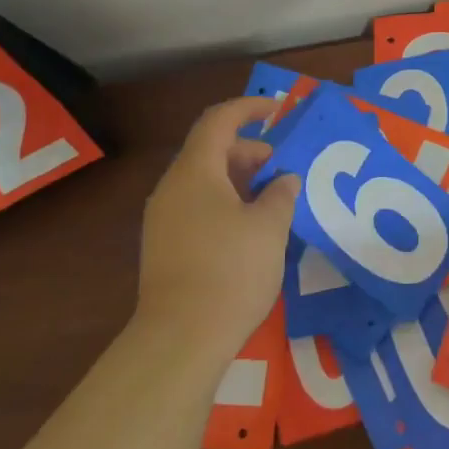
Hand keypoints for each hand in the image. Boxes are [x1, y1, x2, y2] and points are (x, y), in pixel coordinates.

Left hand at [134, 96, 299, 365]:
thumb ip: (281, 194)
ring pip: (205, 180)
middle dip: (249, 150)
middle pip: (211, 150)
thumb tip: (284, 180)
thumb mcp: (269, 227)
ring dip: (239, 179)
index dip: (249, 108)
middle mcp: (173, 188)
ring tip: (273, 200)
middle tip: (282, 168)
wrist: (180, 340)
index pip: (219, 120)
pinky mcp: (165, 246)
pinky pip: (198, 205)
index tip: (278, 110)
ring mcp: (164, 218)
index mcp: (195, 172)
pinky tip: (250, 228)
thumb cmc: (230, 271)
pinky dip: (226, 202)